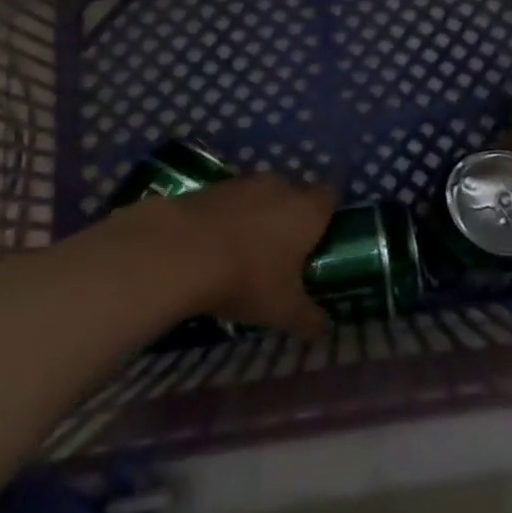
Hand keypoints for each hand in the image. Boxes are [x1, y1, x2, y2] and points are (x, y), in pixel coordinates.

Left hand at [167, 174, 336, 337]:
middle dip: (290, 216)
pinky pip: (229, 201)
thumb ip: (309, 318)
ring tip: (245, 250)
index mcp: (308, 210)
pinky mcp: (211, 187)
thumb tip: (325, 329)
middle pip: (294, 194)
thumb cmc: (248, 277)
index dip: (327, 214)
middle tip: (283, 251)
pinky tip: (214, 245)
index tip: (321, 237)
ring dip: (256, 216)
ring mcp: (243, 183)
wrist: (182, 251)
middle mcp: (280, 187)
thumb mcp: (284, 310)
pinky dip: (227, 217)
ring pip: (260, 196)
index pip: (330, 196)